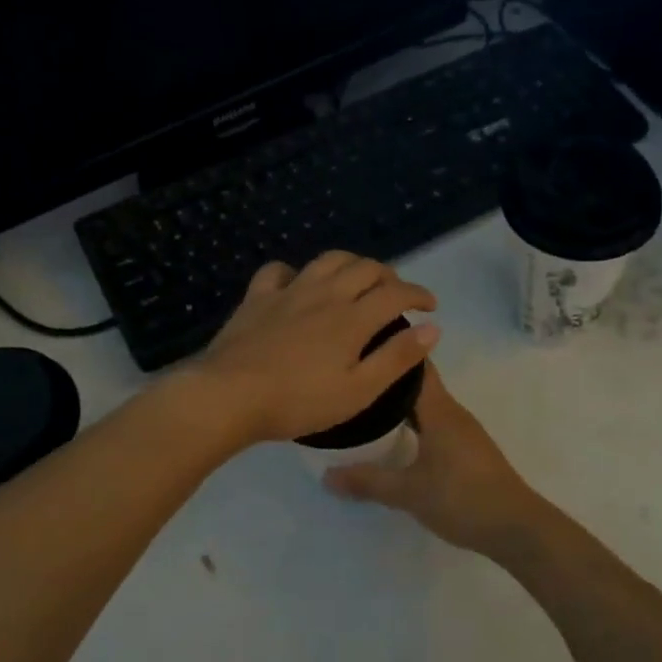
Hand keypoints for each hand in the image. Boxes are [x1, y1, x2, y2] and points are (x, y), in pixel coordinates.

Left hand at [186, 252, 439, 446]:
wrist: (230, 395)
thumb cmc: (299, 401)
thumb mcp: (358, 391)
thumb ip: (396, 358)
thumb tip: (432, 328)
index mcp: (352, 318)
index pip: (395, 293)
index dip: (418, 294)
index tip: (430, 306)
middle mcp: (325, 294)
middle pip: (365, 268)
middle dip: (389, 276)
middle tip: (397, 294)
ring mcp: (288, 291)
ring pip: (328, 260)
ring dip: (351, 264)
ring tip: (358, 279)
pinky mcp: (257, 298)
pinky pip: (279, 270)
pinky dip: (296, 271)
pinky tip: (298, 283)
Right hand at [325, 365, 551, 555]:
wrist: (517, 528)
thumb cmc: (463, 498)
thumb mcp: (409, 492)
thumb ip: (368, 481)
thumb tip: (326, 475)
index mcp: (440, 410)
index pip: (416, 365)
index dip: (393, 349)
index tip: (361, 344)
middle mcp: (452, 412)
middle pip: (418, 383)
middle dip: (387, 379)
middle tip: (352, 376)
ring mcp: (462, 431)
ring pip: (426, 405)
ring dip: (399, 403)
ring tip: (364, 404)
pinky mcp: (466, 450)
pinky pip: (433, 423)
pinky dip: (411, 422)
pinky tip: (393, 437)